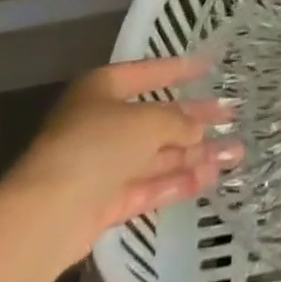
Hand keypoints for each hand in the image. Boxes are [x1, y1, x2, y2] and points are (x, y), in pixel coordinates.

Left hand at [4, 56, 240, 263]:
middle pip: (156, 118)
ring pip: (156, 155)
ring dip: (194, 154)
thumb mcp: (146, 122)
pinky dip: (177, 182)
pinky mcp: (104, 203)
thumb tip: (200, 129)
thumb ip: (178, 122)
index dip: (179, 69)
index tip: (208, 66)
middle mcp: (101, 123)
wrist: (46, 215)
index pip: (147, 72)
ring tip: (234, 153)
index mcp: (102, 89)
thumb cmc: (96, 145)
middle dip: (194, 120)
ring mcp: (102, 165)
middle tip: (231, 116)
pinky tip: (209, 178)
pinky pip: (148, 186)